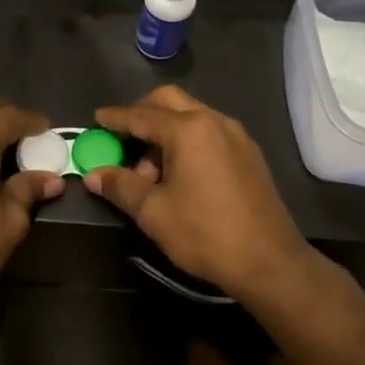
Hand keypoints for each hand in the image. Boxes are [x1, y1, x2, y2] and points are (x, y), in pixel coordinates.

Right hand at [84, 85, 314, 299]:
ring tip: (150, 169)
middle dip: (141, 113)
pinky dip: (187, 140)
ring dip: (165, 130)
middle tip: (122, 136)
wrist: (270, 263)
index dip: (115, 118)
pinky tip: (179, 173)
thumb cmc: (205, 234)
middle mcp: (214, 121)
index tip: (96, 119)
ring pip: (191, 115)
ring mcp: (236, 136)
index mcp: (188, 130)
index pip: (141, 115)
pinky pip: (209, 131)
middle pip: (169, 101)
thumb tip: (94, 174)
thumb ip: (120, 186)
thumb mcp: (153, 212)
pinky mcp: (249, 153)